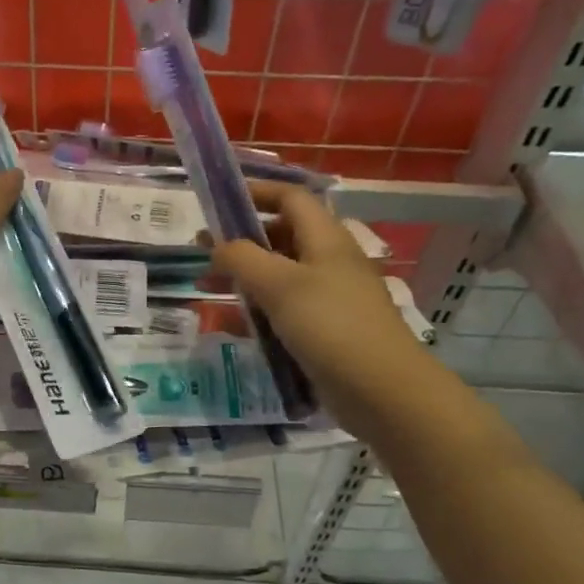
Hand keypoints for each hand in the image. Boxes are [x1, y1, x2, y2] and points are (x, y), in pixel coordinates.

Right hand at [211, 182, 425, 410]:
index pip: (291, 199)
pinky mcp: (324, 331)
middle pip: (282, 236)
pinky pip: (284, 312)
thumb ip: (242, 258)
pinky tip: (233, 326)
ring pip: (279, 276)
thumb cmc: (330, 326)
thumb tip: (218, 245)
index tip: (217, 201)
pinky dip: (258, 312)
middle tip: (202, 252)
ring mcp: (328, 298)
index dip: (256, 193)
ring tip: (207, 289)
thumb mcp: (279, 285)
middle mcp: (328, 262)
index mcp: (326, 239)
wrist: (381, 391)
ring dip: (244, 278)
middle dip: (241, 240)